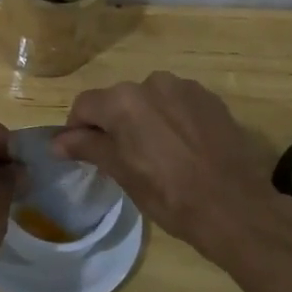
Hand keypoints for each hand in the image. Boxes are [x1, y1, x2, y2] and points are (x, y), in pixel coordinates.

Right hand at [53, 71, 291, 263]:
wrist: (235, 207)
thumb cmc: (169, 194)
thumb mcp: (121, 172)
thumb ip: (87, 147)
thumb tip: (57, 141)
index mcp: (123, 101)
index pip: (85, 105)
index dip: (77, 129)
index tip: (82, 153)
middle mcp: (152, 83)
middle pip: (117, 100)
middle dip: (113, 123)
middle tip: (121, 157)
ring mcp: (185, 88)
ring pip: (149, 100)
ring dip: (144, 119)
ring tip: (156, 153)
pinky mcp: (211, 99)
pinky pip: (177, 104)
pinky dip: (171, 120)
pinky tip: (182, 148)